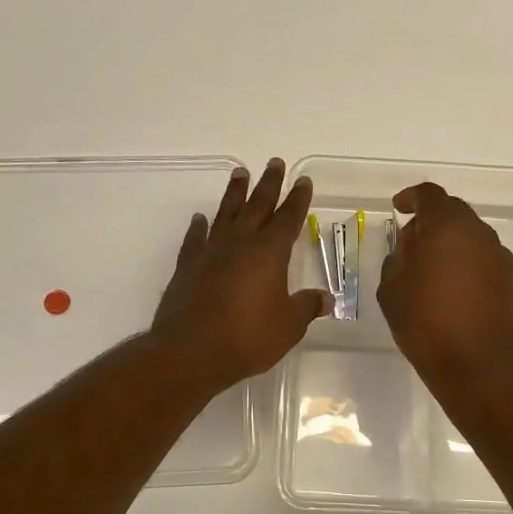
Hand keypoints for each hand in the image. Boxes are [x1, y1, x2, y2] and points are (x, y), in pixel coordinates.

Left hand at [152, 159, 328, 396]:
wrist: (190, 351)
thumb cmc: (247, 337)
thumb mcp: (288, 326)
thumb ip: (305, 308)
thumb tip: (325, 298)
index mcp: (269, 253)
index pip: (288, 219)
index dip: (298, 199)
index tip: (303, 181)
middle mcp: (240, 244)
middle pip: (257, 206)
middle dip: (269, 184)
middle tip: (274, 162)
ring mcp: (210, 253)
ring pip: (226, 214)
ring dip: (234, 193)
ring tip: (240, 173)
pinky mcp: (187, 267)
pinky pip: (195, 239)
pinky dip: (199, 227)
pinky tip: (200, 219)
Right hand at [378, 181, 512, 390]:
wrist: (482, 367)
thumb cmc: (427, 325)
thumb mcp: (392, 292)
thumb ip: (396, 261)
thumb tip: (407, 251)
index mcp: (446, 227)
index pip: (429, 195)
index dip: (411, 198)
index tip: (398, 208)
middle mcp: (478, 233)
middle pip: (453, 212)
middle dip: (430, 222)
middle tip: (410, 245)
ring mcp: (500, 257)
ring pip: (471, 237)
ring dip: (450, 245)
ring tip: (431, 273)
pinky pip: (484, 260)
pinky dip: (467, 266)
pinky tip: (454, 293)